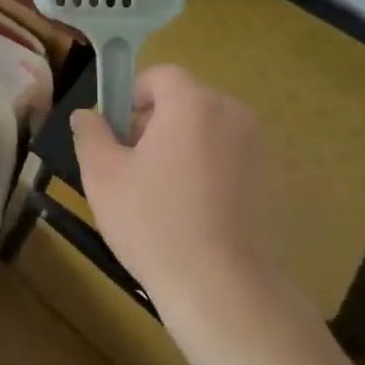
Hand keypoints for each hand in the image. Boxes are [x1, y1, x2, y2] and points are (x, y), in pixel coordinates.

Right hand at [71, 64, 274, 311]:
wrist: (223, 289)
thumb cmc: (154, 222)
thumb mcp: (102, 175)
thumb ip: (90, 133)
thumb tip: (87, 115)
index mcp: (193, 103)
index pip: (160, 75)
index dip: (133, 96)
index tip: (118, 135)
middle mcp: (235, 115)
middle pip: (187, 102)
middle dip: (157, 125)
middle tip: (135, 169)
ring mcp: (262, 149)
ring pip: (210, 133)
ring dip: (185, 149)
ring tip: (165, 197)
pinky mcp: (277, 182)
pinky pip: (233, 161)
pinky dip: (213, 174)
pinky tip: (198, 216)